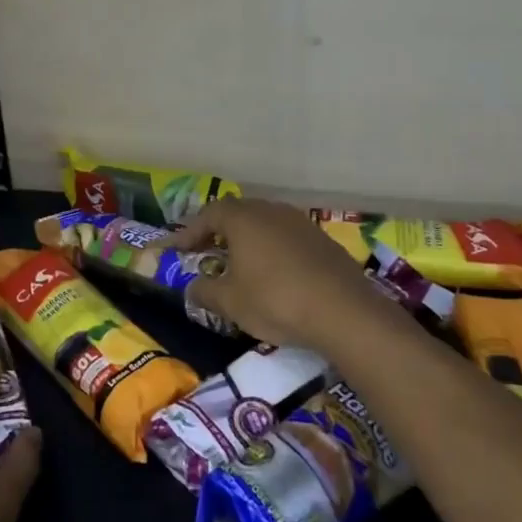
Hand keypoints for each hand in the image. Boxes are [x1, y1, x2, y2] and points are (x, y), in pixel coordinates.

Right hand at [170, 197, 381, 354]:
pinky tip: (274, 275)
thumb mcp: (230, 302)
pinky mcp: (322, 240)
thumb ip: (204, 291)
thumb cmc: (275, 300)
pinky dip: (272, 251)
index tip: (177, 251)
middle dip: (218, 233)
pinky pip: (286, 238)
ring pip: (264, 224)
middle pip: (237, 214)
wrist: (343, 311)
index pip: (208, 215)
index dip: (189, 232)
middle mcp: (270, 210)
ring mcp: (300, 222)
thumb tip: (191, 288)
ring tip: (239, 265)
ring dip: (247, 241)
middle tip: (206, 254)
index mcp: (243, 218)